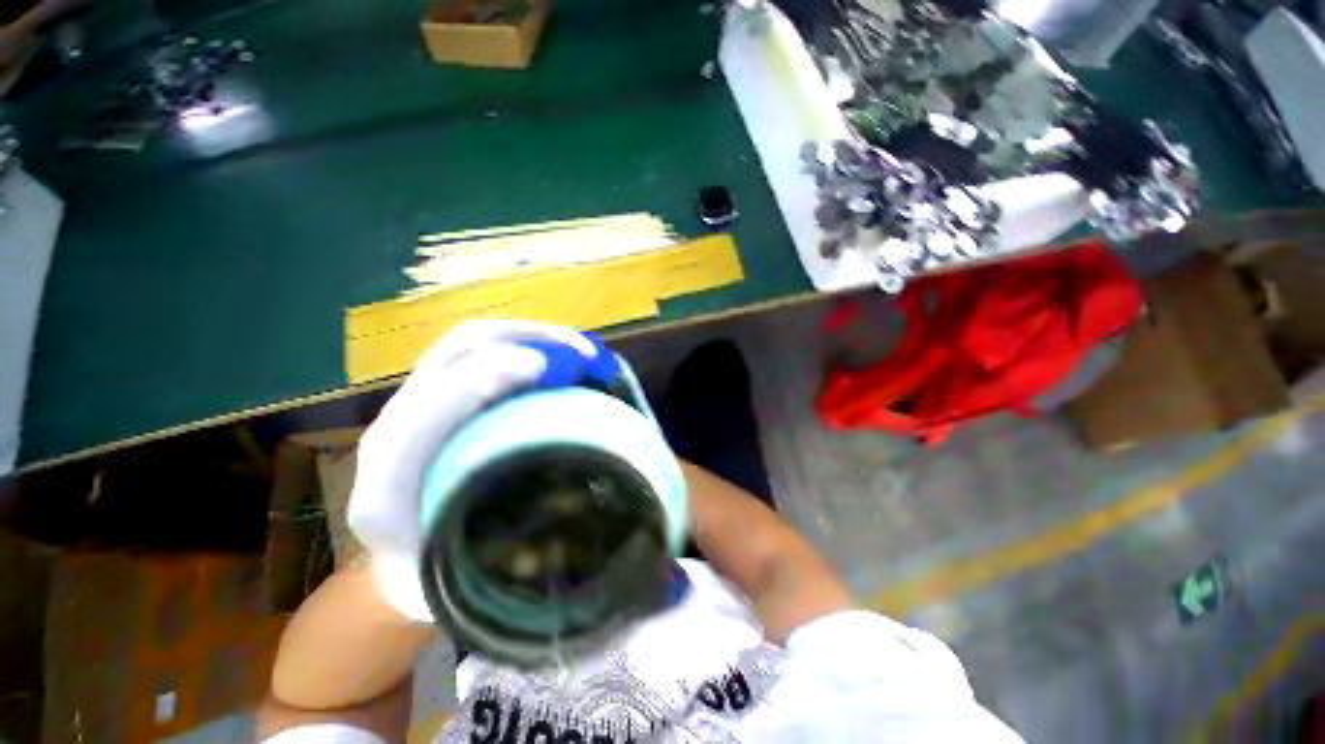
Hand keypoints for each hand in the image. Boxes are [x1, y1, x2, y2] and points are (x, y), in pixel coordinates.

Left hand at [348, 320, 600, 621]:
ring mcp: (414, 406)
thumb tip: (582, 494)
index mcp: (390, 488)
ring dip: (531, 336)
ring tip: (580, 351)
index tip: (547, 369)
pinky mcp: (437, 395)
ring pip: (468, 344)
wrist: (399, 568)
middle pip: (453, 354)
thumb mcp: (477, 575)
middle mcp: (395, 432)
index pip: (429, 414)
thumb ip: (514, 549)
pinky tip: (561, 359)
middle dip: (523, 340)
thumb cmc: (444, 576)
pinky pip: (481, 354)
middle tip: (584, 355)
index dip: (484, 381)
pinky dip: (527, 346)